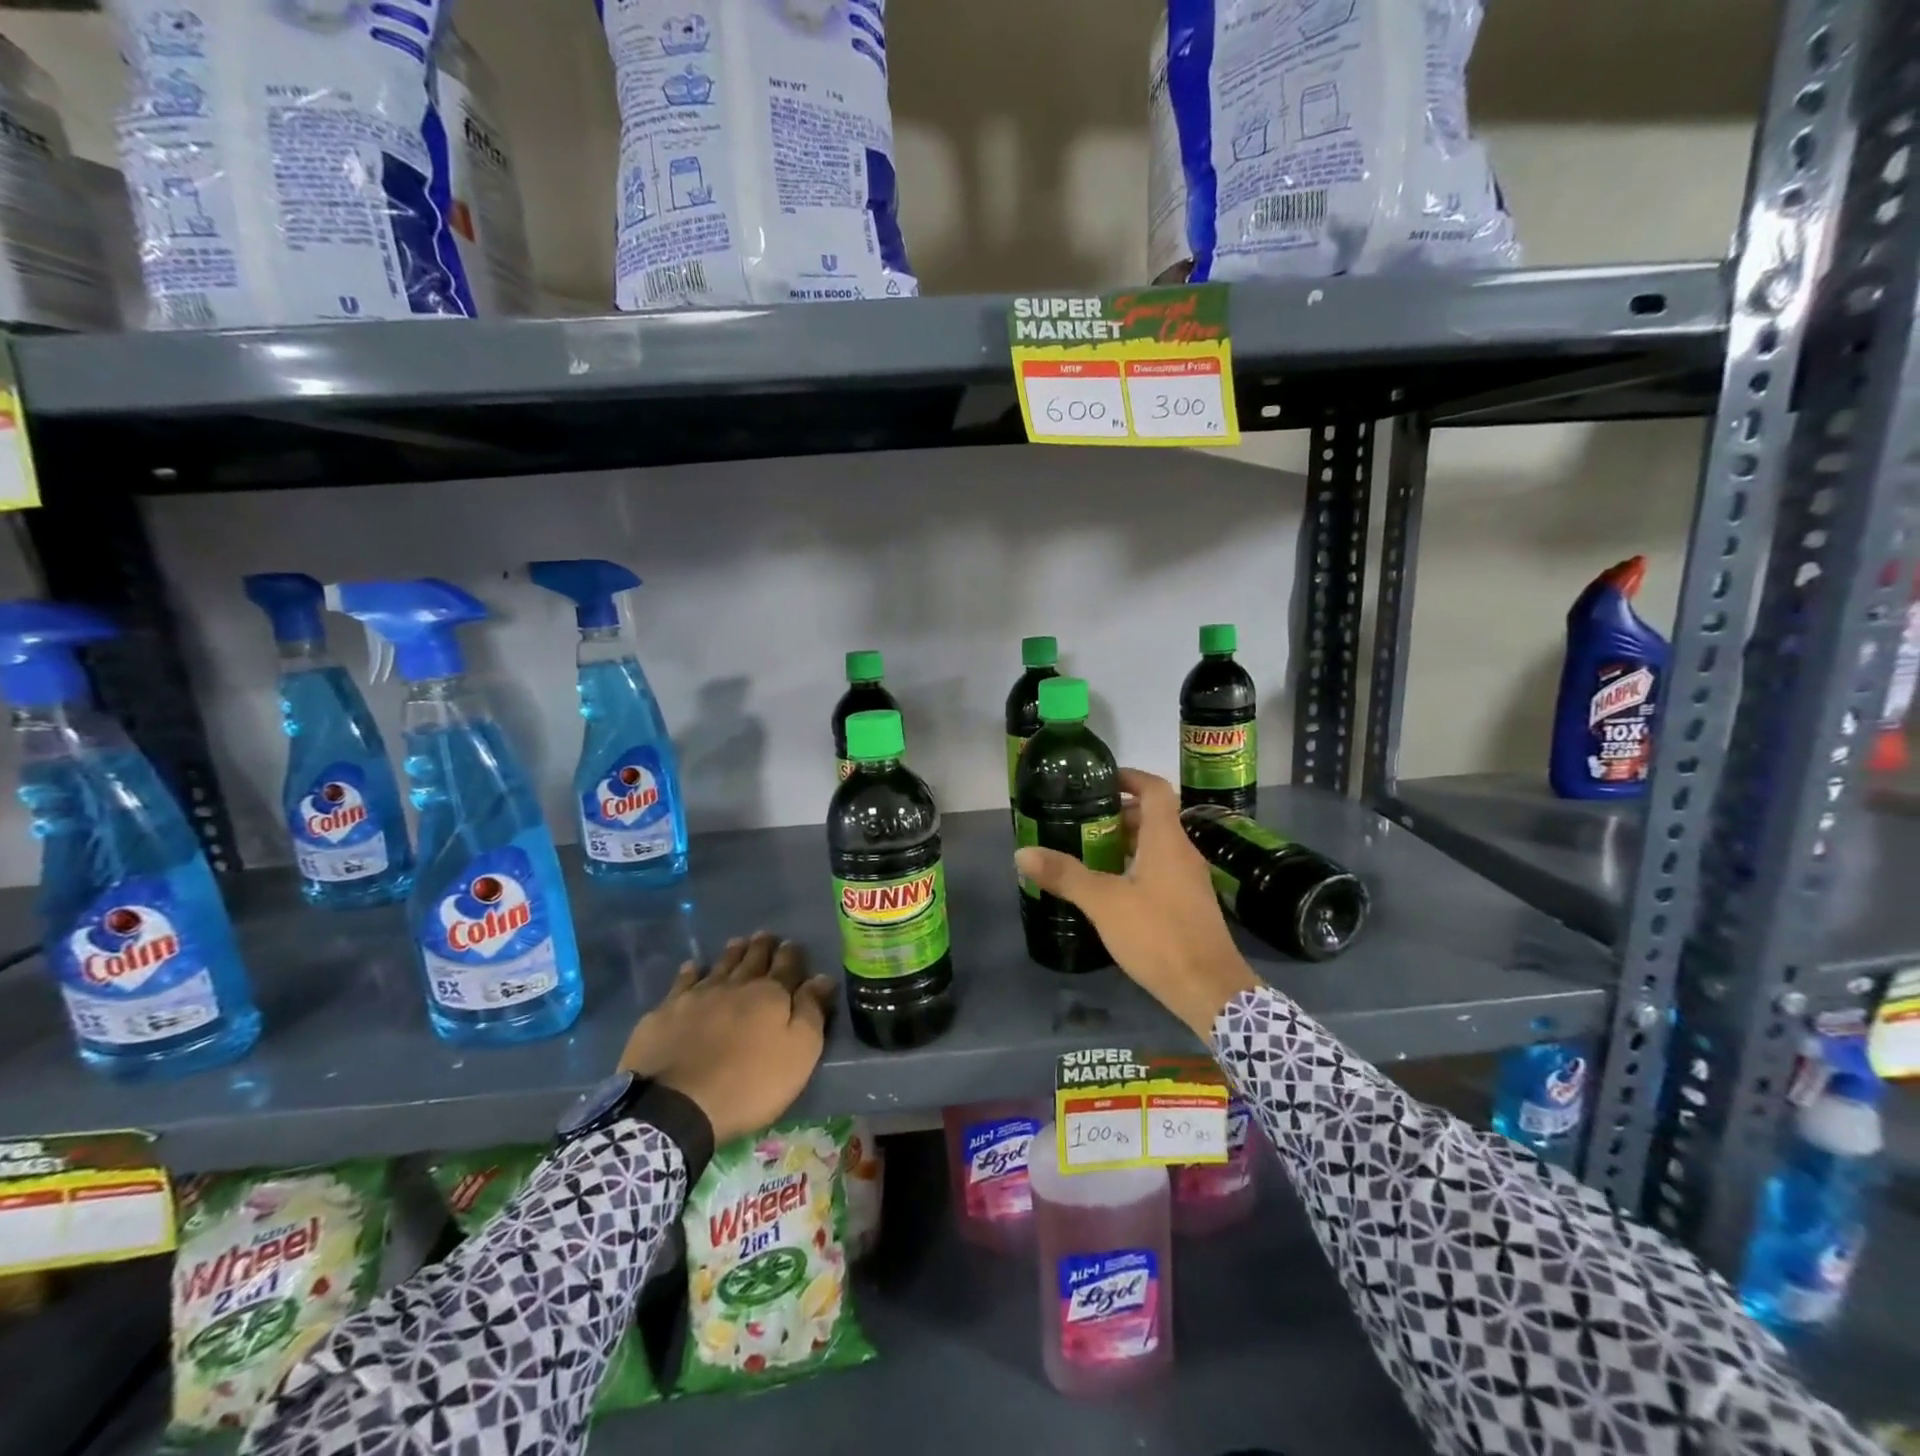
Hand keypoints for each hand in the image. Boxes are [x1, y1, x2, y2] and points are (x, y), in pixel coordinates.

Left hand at [618, 932, 836, 1145]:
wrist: (677, 1105)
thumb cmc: (749, 1083)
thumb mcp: (798, 1053)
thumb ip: (812, 1012)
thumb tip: (823, 977)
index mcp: (770, 995)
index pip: (787, 966)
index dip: (791, 954)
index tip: (792, 944)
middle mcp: (735, 986)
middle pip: (752, 960)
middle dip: (762, 947)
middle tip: (765, 935)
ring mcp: (697, 996)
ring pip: (720, 966)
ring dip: (731, 953)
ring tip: (737, 942)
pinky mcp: (666, 1012)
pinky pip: (682, 983)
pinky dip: (690, 972)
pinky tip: (693, 967)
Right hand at [1014, 768, 1257, 1036]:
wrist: (1210, 990)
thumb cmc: (1158, 935)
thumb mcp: (1104, 903)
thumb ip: (1065, 875)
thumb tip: (1022, 852)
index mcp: (1167, 840)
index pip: (1154, 789)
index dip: (1130, 777)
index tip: (1101, 780)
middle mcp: (1183, 852)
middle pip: (1154, 818)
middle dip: (1119, 814)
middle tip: (1082, 820)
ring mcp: (1190, 880)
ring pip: (1158, 846)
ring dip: (1127, 843)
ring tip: (1089, 852)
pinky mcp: (1190, 906)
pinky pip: (1162, 871)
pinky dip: (1137, 867)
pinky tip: (1112, 889)